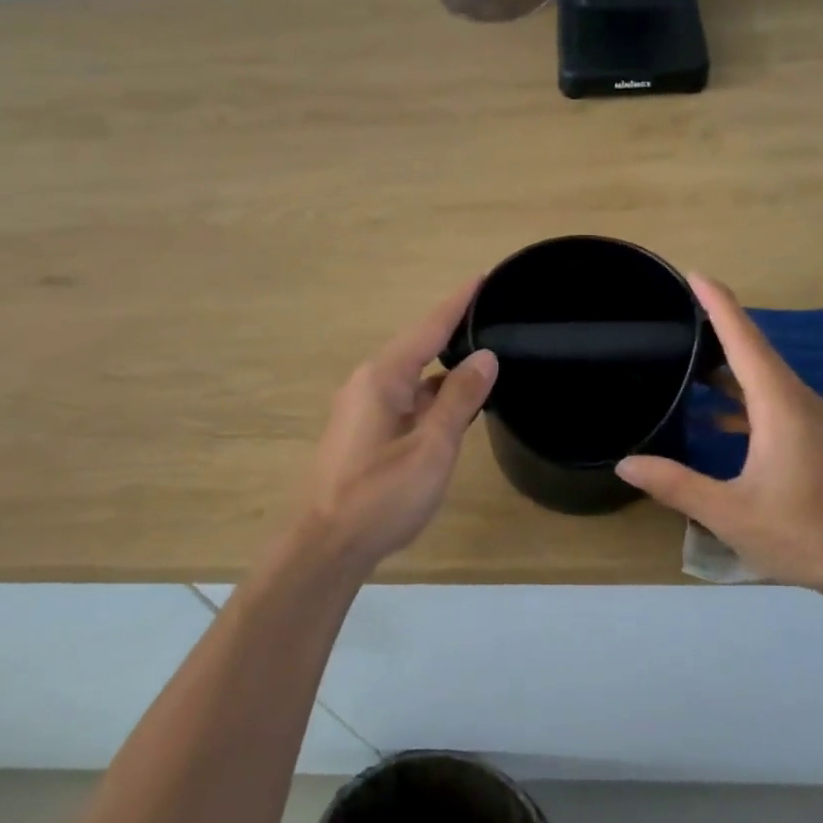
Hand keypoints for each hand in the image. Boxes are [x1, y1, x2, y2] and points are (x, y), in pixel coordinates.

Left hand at [293, 279, 497, 575]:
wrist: (327, 545)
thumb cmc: (381, 496)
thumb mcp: (431, 448)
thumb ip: (459, 400)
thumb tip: (486, 356)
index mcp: (383, 377)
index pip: (429, 327)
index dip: (459, 302)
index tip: (484, 277)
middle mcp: (369, 382)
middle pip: (419, 346)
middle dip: (455, 331)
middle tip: (495, 318)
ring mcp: (363, 407)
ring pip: (413, 376)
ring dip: (446, 368)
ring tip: (486, 359)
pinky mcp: (364, 431)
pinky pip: (405, 398)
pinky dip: (433, 395)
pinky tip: (457, 406)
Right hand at [616, 274, 822, 596]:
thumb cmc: (805, 534)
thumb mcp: (730, 513)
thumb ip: (676, 485)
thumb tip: (626, 463)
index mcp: (781, 407)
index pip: (745, 341)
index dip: (719, 304)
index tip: (694, 274)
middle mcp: (802, 402)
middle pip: (757, 352)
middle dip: (719, 328)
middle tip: (678, 316)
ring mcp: (817, 422)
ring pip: (768, 379)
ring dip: (730, 367)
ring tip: (689, 363)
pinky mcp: (822, 441)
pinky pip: (777, 402)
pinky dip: (745, 398)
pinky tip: (718, 420)